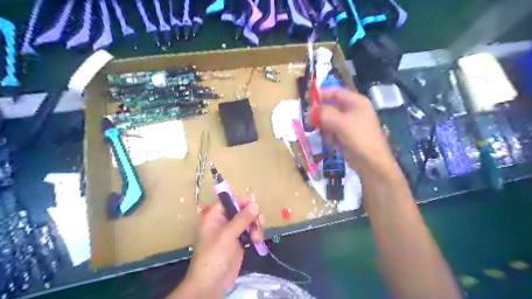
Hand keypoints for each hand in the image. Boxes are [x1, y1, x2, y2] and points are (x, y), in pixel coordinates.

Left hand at [172, 194, 264, 298]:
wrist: (211, 284)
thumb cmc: (214, 256)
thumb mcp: (227, 235)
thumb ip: (242, 219)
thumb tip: (255, 204)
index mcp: (214, 217)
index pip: (229, 201)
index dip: (241, 200)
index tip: (255, 202)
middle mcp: (224, 222)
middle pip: (241, 210)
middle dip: (252, 215)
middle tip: (259, 221)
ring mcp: (232, 232)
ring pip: (248, 221)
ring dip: (256, 225)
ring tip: (257, 236)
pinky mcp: (240, 242)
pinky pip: (251, 232)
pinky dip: (256, 234)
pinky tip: (257, 241)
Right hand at [313, 87, 396, 170]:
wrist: (372, 163)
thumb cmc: (359, 138)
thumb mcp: (341, 123)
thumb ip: (324, 114)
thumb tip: (310, 111)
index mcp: (356, 102)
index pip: (335, 92)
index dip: (321, 94)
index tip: (306, 100)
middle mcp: (354, 110)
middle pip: (331, 106)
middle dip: (320, 112)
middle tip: (309, 120)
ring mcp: (350, 123)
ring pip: (330, 119)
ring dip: (323, 124)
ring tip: (318, 131)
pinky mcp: (347, 135)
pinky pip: (333, 130)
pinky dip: (328, 134)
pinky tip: (328, 141)